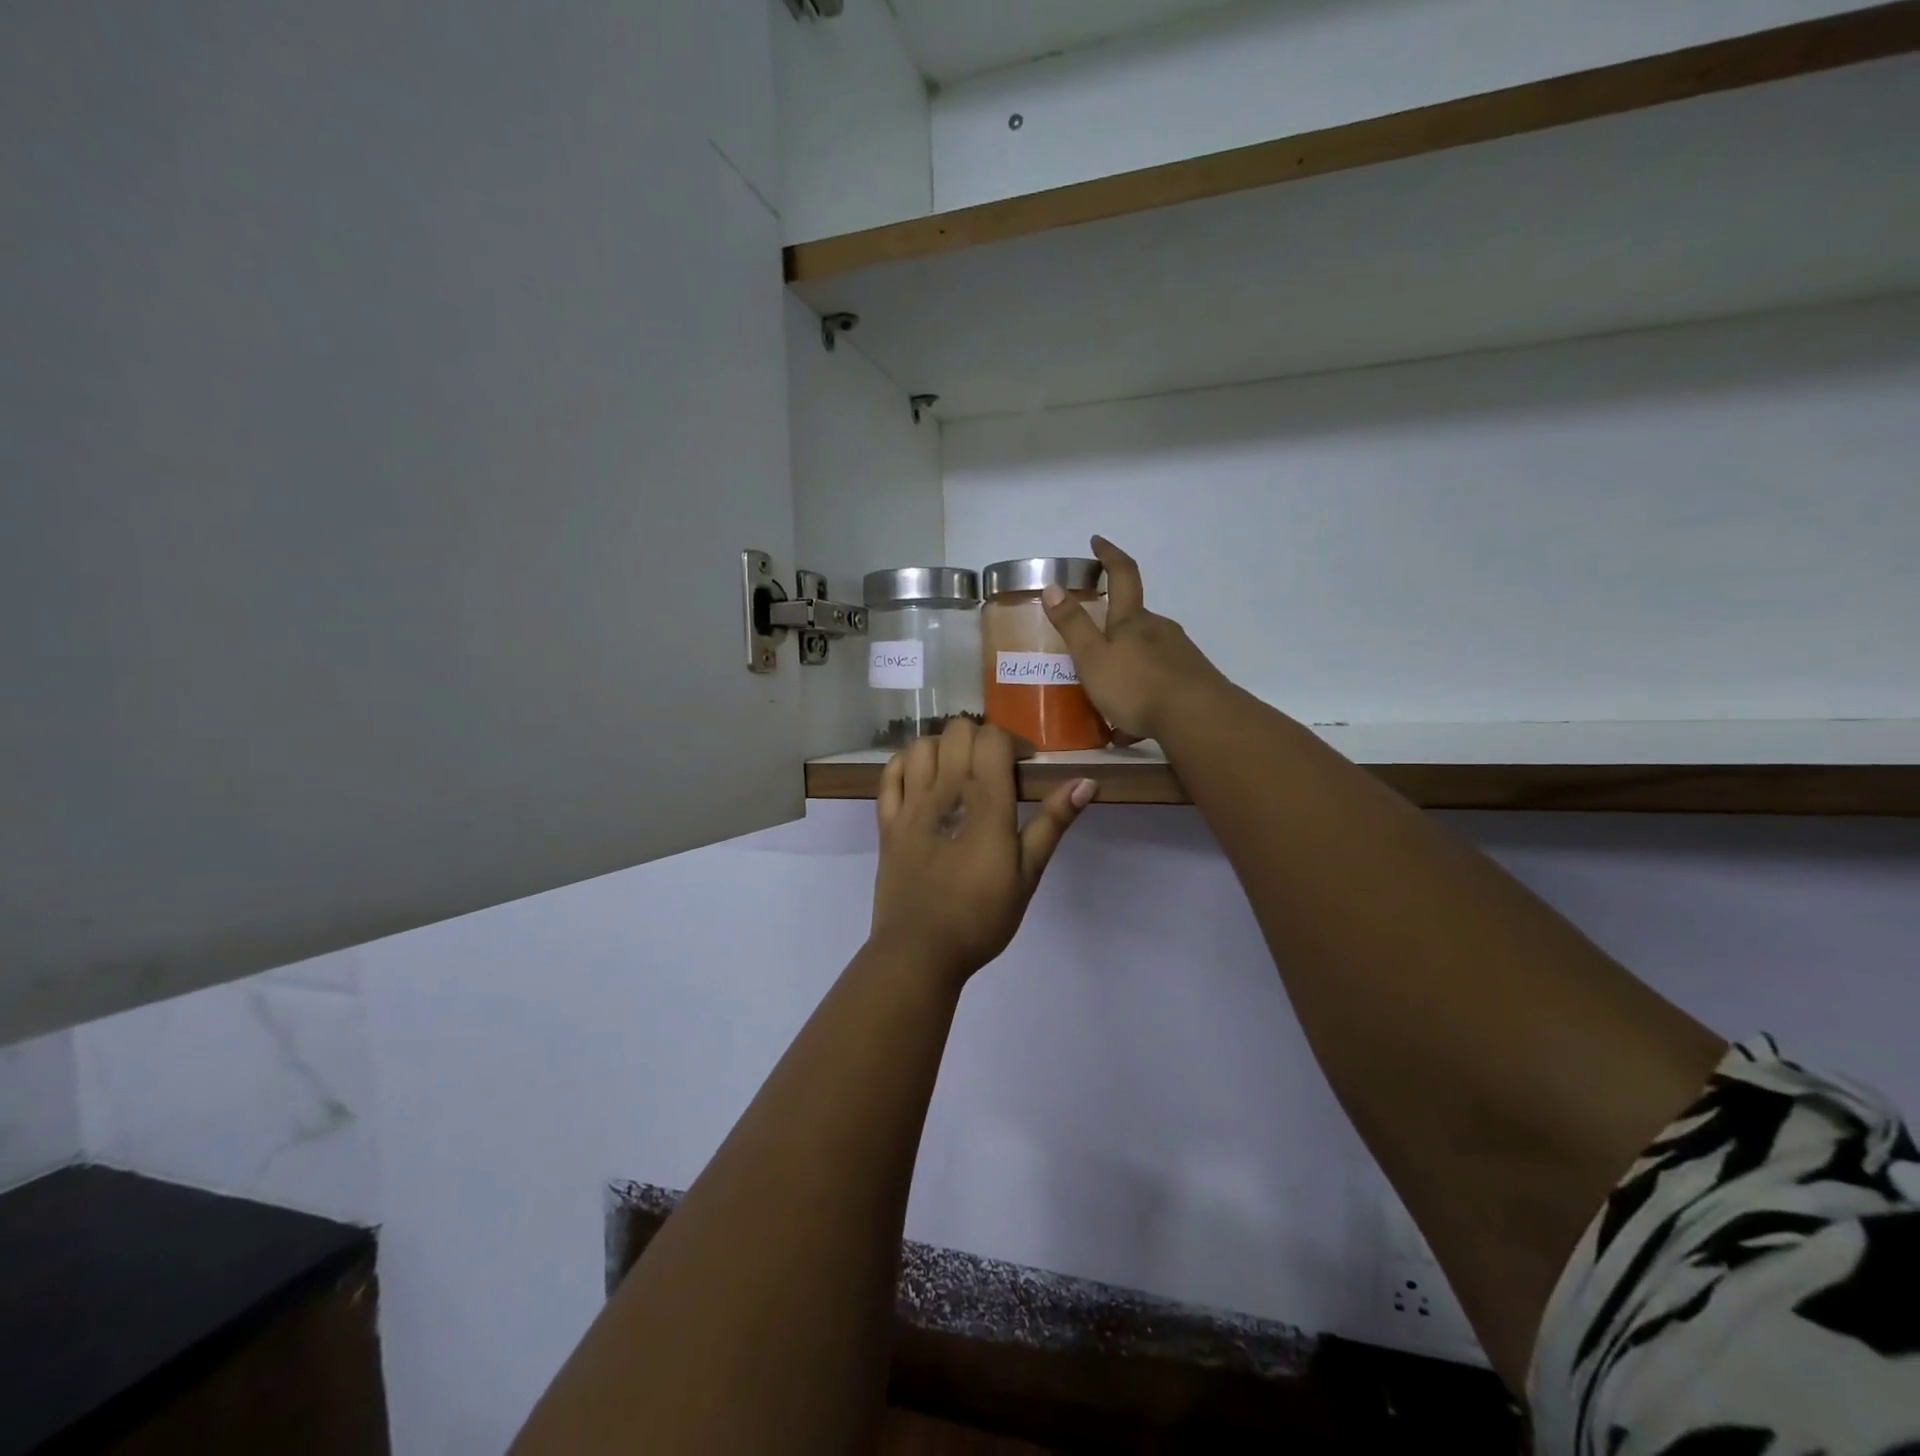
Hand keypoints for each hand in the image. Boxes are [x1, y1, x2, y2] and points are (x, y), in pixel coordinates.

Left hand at [870, 718, 1095, 987]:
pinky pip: (889, 774)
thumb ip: (1052, 822)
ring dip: (943, 747)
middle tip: (993, 768)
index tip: (1023, 766)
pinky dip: (905, 764)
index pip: (992, 737)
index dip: (1011, 741)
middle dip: (979, 738)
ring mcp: (910, 804)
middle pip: (957, 730)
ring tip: (957, 772)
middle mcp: (944, 790)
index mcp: (984, 800)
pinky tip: (920, 778)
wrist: (920, 950)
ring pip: (921, 745)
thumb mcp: (1027, 873)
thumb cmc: (981, 915)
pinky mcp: (887, 822)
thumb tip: (1086, 781)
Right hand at [1042, 536, 1229, 743]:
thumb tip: (1053, 586)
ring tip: (1108, 693)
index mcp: (1132, 620)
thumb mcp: (1092, 657)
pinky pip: (1159, 680)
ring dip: (1128, 663)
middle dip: (1114, 625)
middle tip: (1092, 643)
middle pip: (1135, 618)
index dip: (1109, 555)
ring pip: (1147, 651)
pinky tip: (1132, 722)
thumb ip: (1073, 624)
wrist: (1197, 718)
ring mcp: (1180, 653)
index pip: (1122, 574)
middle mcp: (1159, 629)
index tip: (1097, 541)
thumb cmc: (1136, 685)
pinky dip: (1142, 692)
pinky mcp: (1192, 679)